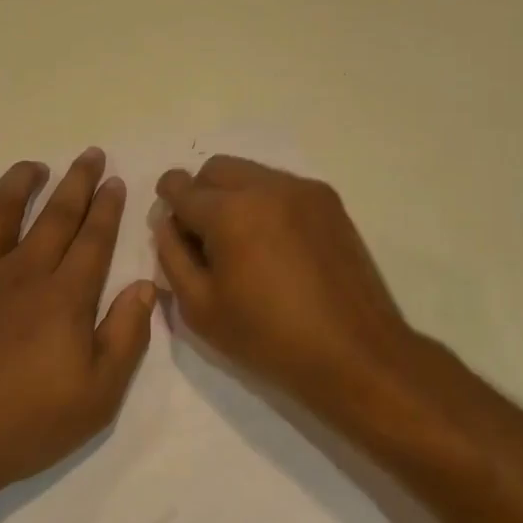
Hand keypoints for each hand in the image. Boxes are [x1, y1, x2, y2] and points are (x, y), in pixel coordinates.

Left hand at [0, 149, 155, 512]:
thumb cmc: (23, 424)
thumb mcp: (96, 396)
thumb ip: (126, 337)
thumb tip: (146, 286)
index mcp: (64, 296)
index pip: (94, 238)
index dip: (108, 207)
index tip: (116, 181)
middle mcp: (22, 271)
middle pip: (56, 214)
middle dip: (78, 181)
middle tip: (91, 155)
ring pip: (2, 210)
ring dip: (21, 182)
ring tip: (35, 167)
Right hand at [152, 156, 419, 409]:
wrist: (354, 353)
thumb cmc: (268, 338)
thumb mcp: (200, 308)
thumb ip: (172, 257)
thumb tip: (167, 224)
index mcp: (230, 212)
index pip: (181, 186)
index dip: (167, 202)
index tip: (172, 225)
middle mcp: (265, 186)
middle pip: (215, 169)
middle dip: (200, 193)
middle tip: (204, 238)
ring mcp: (302, 189)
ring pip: (249, 173)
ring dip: (233, 196)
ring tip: (243, 243)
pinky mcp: (328, 201)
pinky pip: (280, 186)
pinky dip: (265, 203)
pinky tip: (275, 245)